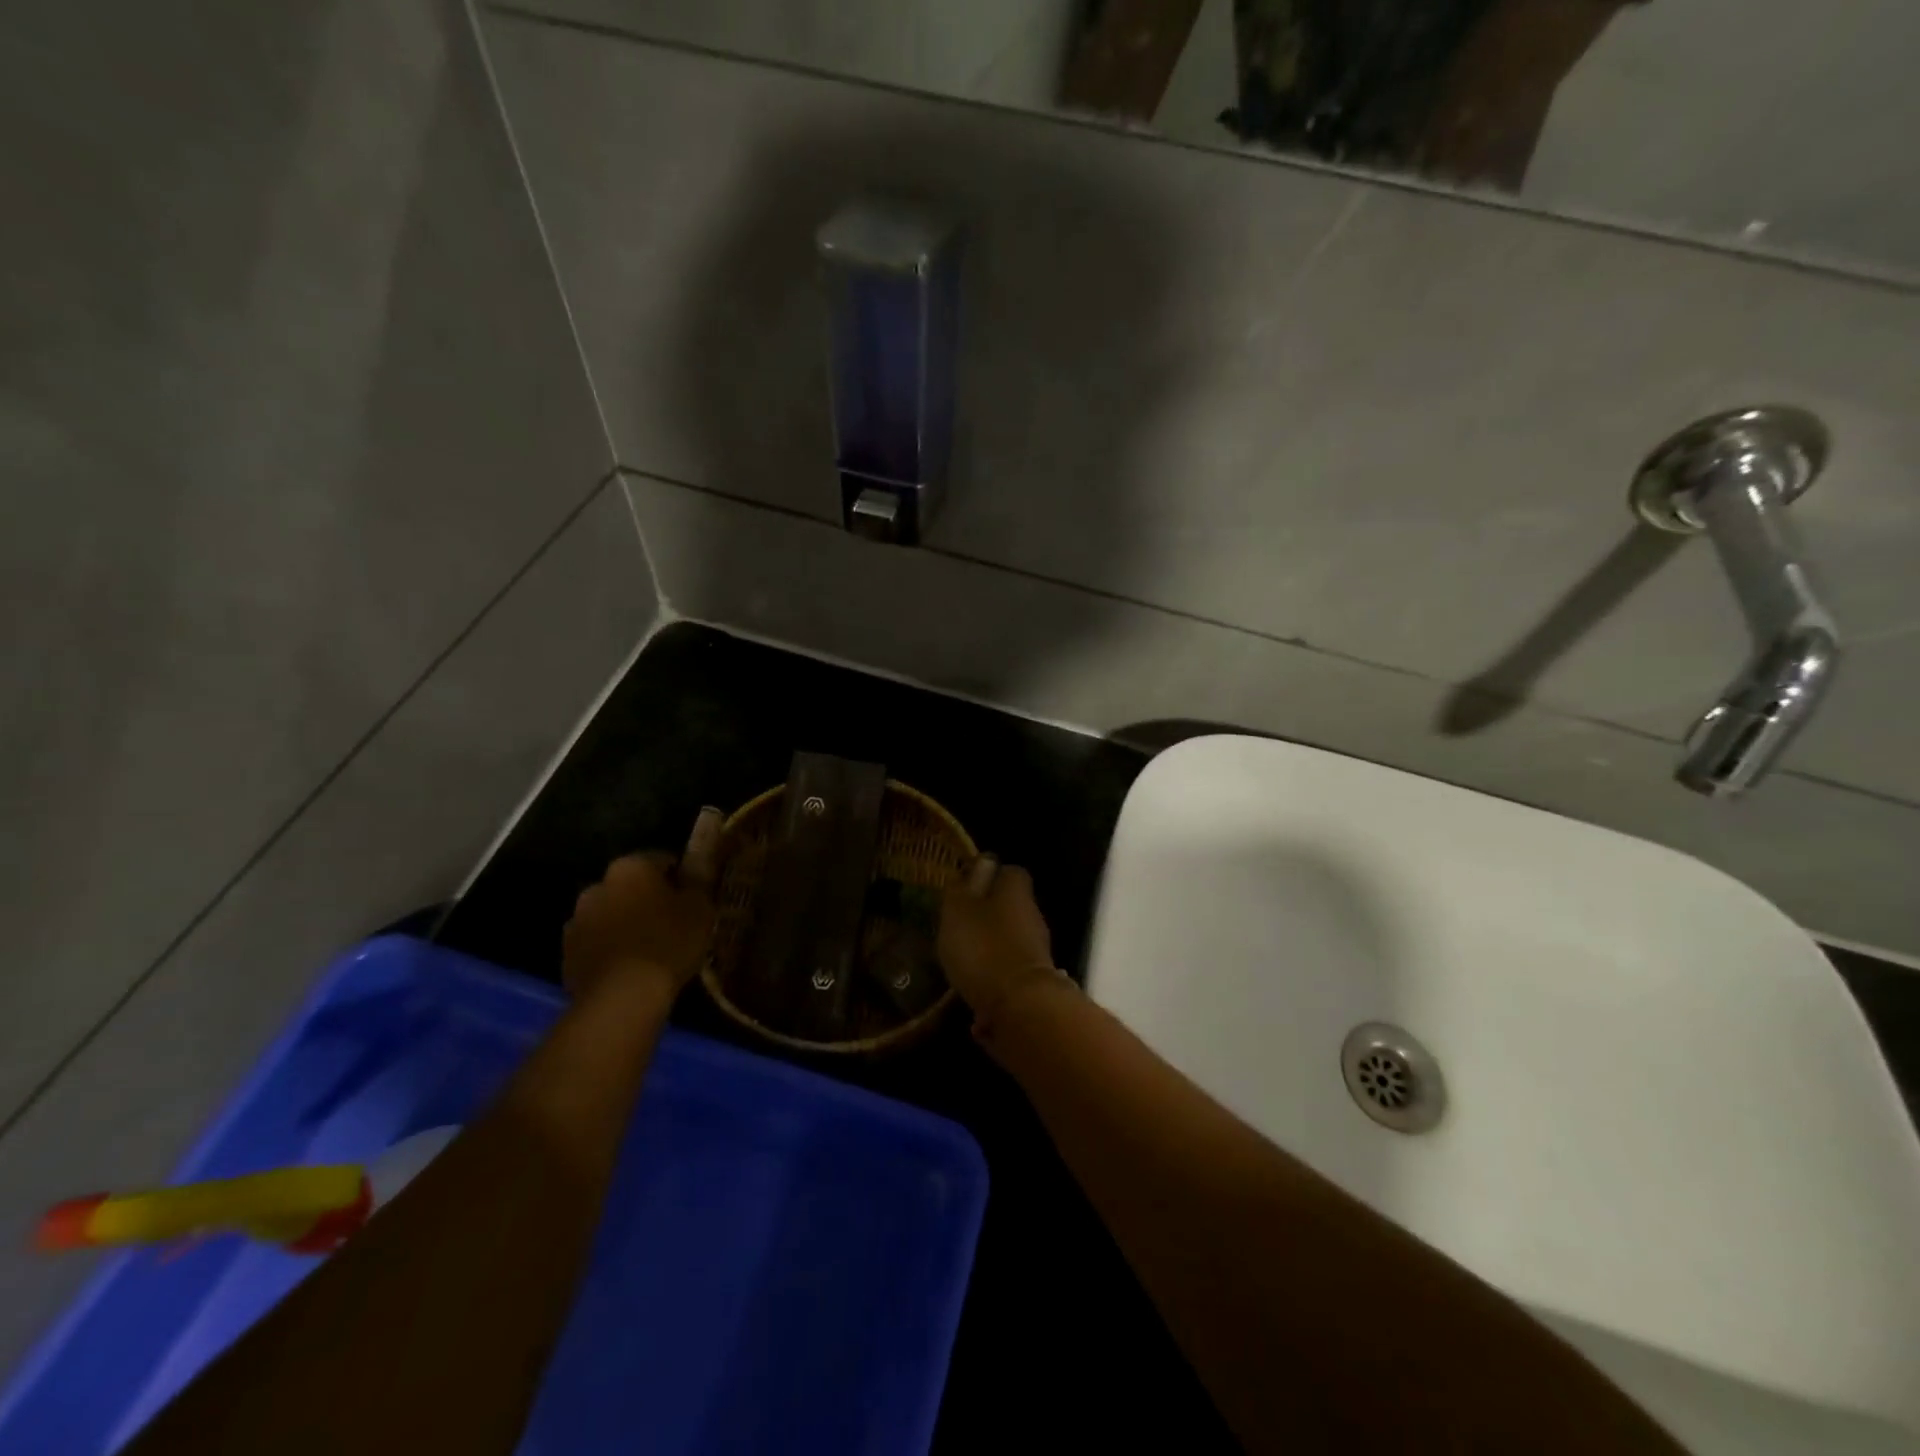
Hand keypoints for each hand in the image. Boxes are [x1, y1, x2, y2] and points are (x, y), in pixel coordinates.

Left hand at [563, 809, 722, 1000]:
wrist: (621, 997)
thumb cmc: (668, 943)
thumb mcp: (700, 909)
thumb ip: (696, 885)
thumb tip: (693, 873)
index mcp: (631, 866)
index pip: (662, 860)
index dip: (680, 878)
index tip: (693, 897)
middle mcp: (598, 885)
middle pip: (630, 886)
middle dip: (647, 899)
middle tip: (671, 922)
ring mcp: (576, 920)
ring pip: (610, 914)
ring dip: (625, 923)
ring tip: (649, 948)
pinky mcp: (566, 954)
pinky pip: (596, 943)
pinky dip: (610, 949)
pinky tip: (628, 968)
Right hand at [938, 859, 1066, 1036]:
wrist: (1020, 1006)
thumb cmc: (983, 947)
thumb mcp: (959, 910)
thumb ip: (965, 886)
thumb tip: (982, 863)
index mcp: (1016, 892)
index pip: (1009, 872)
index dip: (988, 877)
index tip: (966, 888)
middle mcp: (1032, 916)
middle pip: (1011, 907)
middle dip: (987, 916)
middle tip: (958, 927)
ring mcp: (1038, 950)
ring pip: (1010, 940)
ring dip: (990, 948)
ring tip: (962, 962)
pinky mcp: (1035, 981)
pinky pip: (1010, 972)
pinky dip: (994, 979)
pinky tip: (973, 995)